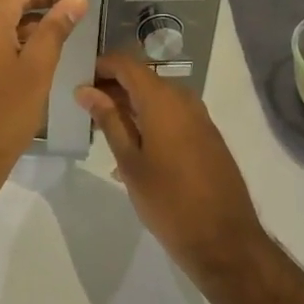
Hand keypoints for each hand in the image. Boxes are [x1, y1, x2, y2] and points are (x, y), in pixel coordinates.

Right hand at [77, 54, 263, 277]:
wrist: (224, 239)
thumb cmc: (168, 201)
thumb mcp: (130, 161)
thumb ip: (108, 120)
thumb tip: (85, 90)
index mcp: (162, 99)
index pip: (126, 63)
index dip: (101, 66)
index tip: (79, 81)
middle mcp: (183, 98)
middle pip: (142, 78)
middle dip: (113, 88)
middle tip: (86, 109)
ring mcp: (199, 116)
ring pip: (158, 97)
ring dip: (131, 106)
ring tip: (105, 130)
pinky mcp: (207, 135)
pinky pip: (173, 115)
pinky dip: (150, 120)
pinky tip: (134, 148)